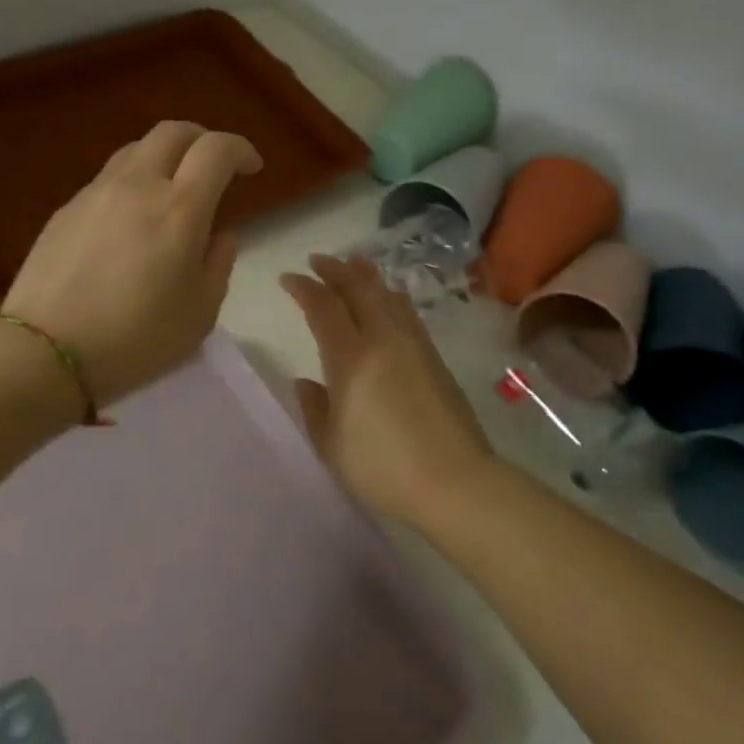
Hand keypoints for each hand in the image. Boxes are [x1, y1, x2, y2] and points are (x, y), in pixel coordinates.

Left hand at [3, 121, 262, 404]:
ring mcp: (95, 193)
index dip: (240, 149)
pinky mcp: (66, 209)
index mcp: (179, 209)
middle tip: (213, 167)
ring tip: (170, 190)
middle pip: (173, 131)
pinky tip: (129, 220)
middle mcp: (137, 186)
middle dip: (201, 139)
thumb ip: (218, 264)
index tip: (251, 168)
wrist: (45, 352)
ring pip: (136, 149)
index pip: (216, 149)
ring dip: (164, 157)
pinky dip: (132, 183)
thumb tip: (219, 235)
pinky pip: (108, 178)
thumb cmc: (135, 339)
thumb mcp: (200, 313)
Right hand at [279, 256, 494, 524]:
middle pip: (358, 289)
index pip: (323, 307)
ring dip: (366, 276)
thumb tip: (305, 382)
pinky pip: (406, 311)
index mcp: (351, 358)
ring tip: (354, 265)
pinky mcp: (435, 358)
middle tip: (318, 260)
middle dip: (335, 270)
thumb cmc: (383, 468)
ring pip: (387, 295)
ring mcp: (413, 345)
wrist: (456, 482)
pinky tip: (388, 299)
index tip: (288, 278)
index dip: (303, 288)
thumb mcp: (332, 445)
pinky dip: (390, 295)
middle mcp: (383, 340)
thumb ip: (314, 408)